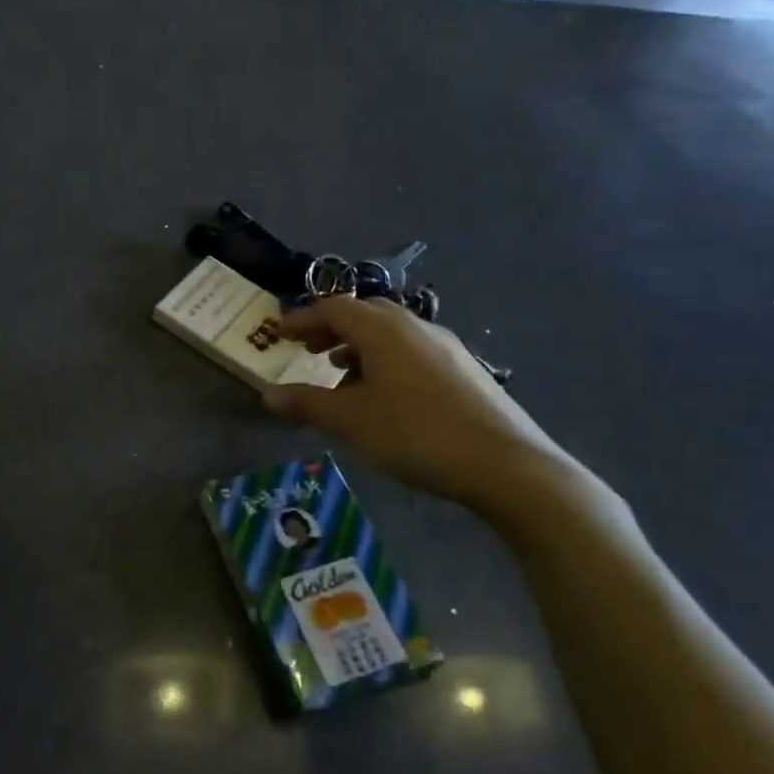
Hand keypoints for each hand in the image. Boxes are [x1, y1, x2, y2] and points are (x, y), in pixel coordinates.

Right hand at [262, 296, 573, 518]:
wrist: (506, 464)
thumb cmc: (416, 434)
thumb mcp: (350, 421)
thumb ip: (305, 403)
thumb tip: (267, 395)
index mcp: (382, 328)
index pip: (332, 308)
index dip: (302, 319)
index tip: (279, 334)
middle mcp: (414, 325)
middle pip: (364, 314)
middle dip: (331, 329)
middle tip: (309, 350)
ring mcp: (446, 345)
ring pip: (391, 333)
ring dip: (359, 347)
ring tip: (342, 377)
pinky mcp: (465, 369)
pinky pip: (413, 351)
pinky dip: (386, 361)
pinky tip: (386, 396)